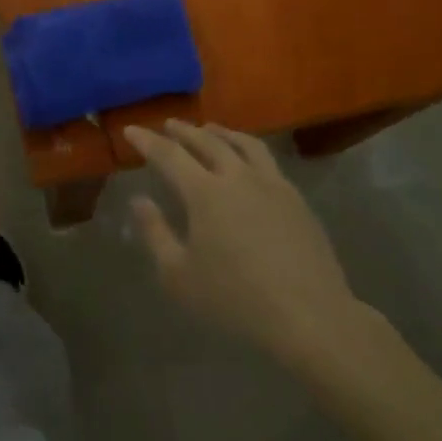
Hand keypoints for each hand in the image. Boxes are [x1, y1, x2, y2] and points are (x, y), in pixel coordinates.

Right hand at [126, 121, 378, 372]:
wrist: (310, 316)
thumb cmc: (236, 299)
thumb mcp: (179, 276)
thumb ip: (155, 233)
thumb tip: (139, 200)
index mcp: (204, 192)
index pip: (168, 155)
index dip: (147, 141)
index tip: (131, 130)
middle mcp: (236, 176)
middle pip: (206, 141)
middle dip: (183, 130)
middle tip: (169, 124)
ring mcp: (270, 183)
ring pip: (242, 143)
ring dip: (220, 132)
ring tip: (209, 129)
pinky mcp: (295, 198)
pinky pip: (267, 159)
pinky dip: (248, 148)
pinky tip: (248, 159)